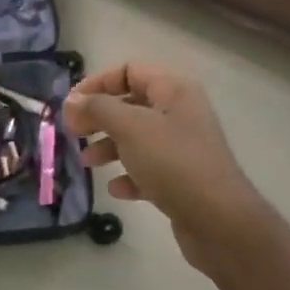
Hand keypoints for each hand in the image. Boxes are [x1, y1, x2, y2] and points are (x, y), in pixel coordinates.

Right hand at [62, 63, 264, 269]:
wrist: (218, 219)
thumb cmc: (173, 162)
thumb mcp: (130, 127)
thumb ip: (97, 109)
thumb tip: (72, 101)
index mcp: (174, 90)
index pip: (129, 70)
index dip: (97, 83)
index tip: (71, 105)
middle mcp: (180, 113)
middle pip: (131, 104)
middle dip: (100, 117)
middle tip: (74, 133)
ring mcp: (182, 147)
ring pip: (137, 138)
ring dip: (109, 147)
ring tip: (88, 162)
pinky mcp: (182, 179)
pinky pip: (148, 169)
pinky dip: (129, 175)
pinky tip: (117, 189)